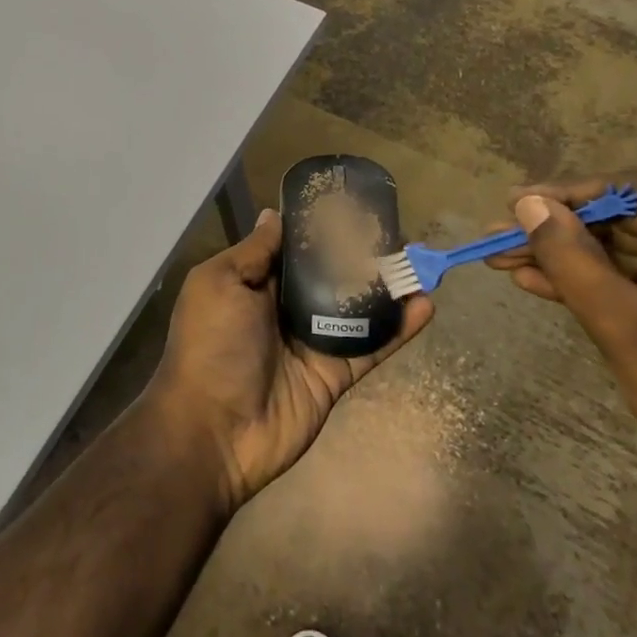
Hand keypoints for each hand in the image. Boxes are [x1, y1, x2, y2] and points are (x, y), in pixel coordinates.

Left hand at [143, 208, 432, 514]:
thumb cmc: (211, 345)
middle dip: (358, 254)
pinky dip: (399, 328)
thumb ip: (254, 251)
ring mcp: (312, 343)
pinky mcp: (335, 374)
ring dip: (385, 287)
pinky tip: (425, 304)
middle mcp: (284, 309)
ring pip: (356, 308)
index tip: (351, 205)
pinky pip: (371, 346)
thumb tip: (274, 214)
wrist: (215, 431)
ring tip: (417, 261)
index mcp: (254, 284)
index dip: (318, 228)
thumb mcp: (219, 283)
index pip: (292, 248)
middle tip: (395, 231)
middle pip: (329, 275)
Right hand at [487, 175, 636, 506]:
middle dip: (558, 231)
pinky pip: (630, 279)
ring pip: (619, 251)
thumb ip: (571, 258)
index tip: (513, 204)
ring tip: (502, 258)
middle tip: (498, 237)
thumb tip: (525, 204)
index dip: (568, 196)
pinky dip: (586, 282)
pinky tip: (534, 281)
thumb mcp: (623, 323)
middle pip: (623, 221)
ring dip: (563, 258)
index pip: (634, 194)